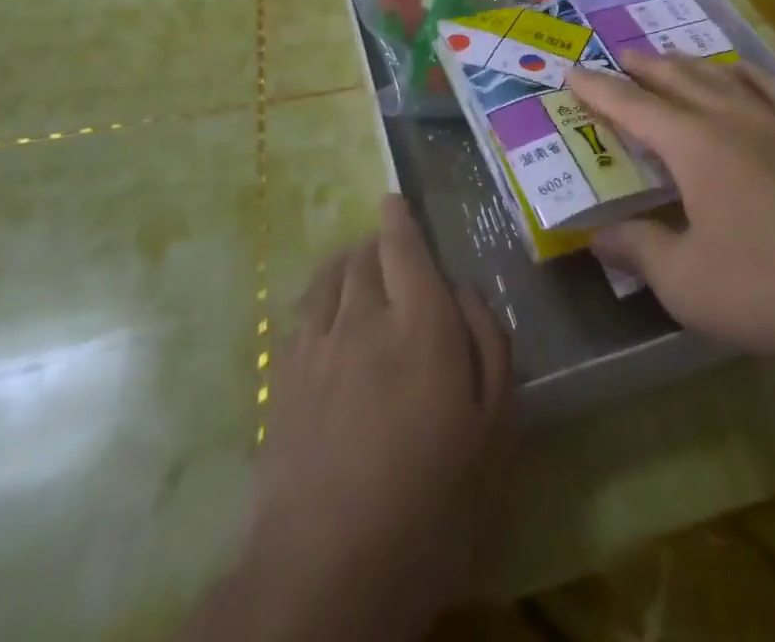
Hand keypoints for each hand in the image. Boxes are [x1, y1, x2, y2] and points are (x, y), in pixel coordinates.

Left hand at [199, 196, 513, 641]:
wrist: (328, 574)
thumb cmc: (432, 501)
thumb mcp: (493, 428)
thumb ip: (489, 344)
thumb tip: (465, 290)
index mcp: (422, 324)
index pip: (404, 247)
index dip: (399, 218)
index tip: (395, 200)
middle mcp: (365, 319)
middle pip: (364, 255)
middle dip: (377, 239)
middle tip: (390, 244)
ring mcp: (316, 348)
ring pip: (329, 277)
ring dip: (346, 261)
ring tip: (358, 266)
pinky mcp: (281, 381)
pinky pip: (300, 313)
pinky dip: (318, 294)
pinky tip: (325, 310)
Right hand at [567, 54, 774, 370]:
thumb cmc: (766, 289)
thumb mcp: (684, 282)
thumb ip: (637, 250)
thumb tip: (596, 235)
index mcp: (694, 145)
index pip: (633, 106)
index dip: (598, 90)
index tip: (572, 70)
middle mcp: (733, 119)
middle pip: (678, 79)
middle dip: (644, 67)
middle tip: (619, 56)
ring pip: (723, 77)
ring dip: (690, 65)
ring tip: (671, 60)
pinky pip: (773, 88)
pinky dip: (748, 74)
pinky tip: (745, 76)